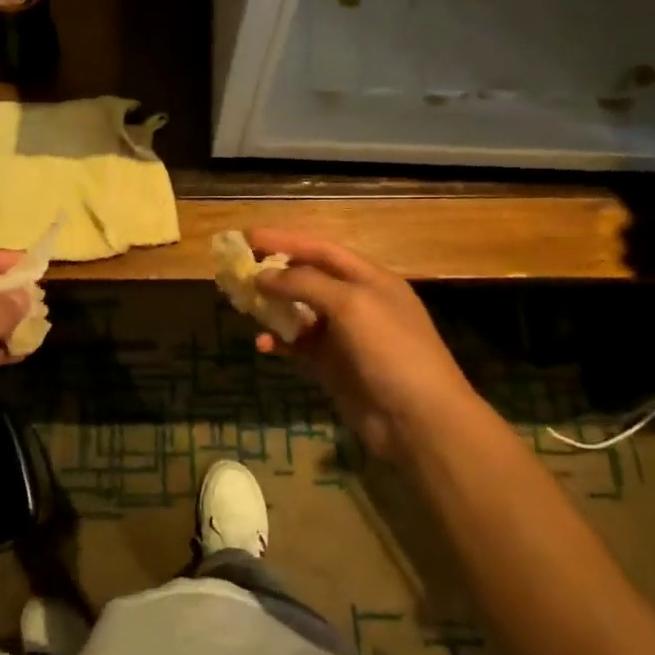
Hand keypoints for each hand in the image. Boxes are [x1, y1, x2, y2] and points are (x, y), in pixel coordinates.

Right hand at [249, 229, 475, 461]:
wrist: (417, 419)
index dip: (285, 240)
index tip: (248, 236)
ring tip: (242, 306)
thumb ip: (305, 284)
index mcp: (369, 279)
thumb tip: (263, 276)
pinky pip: (297, 346)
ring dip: (271, 308)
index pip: (321, 249)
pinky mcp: (331, 366)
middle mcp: (355, 302)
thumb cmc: (390, 350)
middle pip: (307, 278)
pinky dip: (279, 342)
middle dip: (273, 272)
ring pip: (298, 312)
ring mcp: (342, 336)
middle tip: (237, 270)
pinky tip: (262, 345)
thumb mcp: (350, 304)